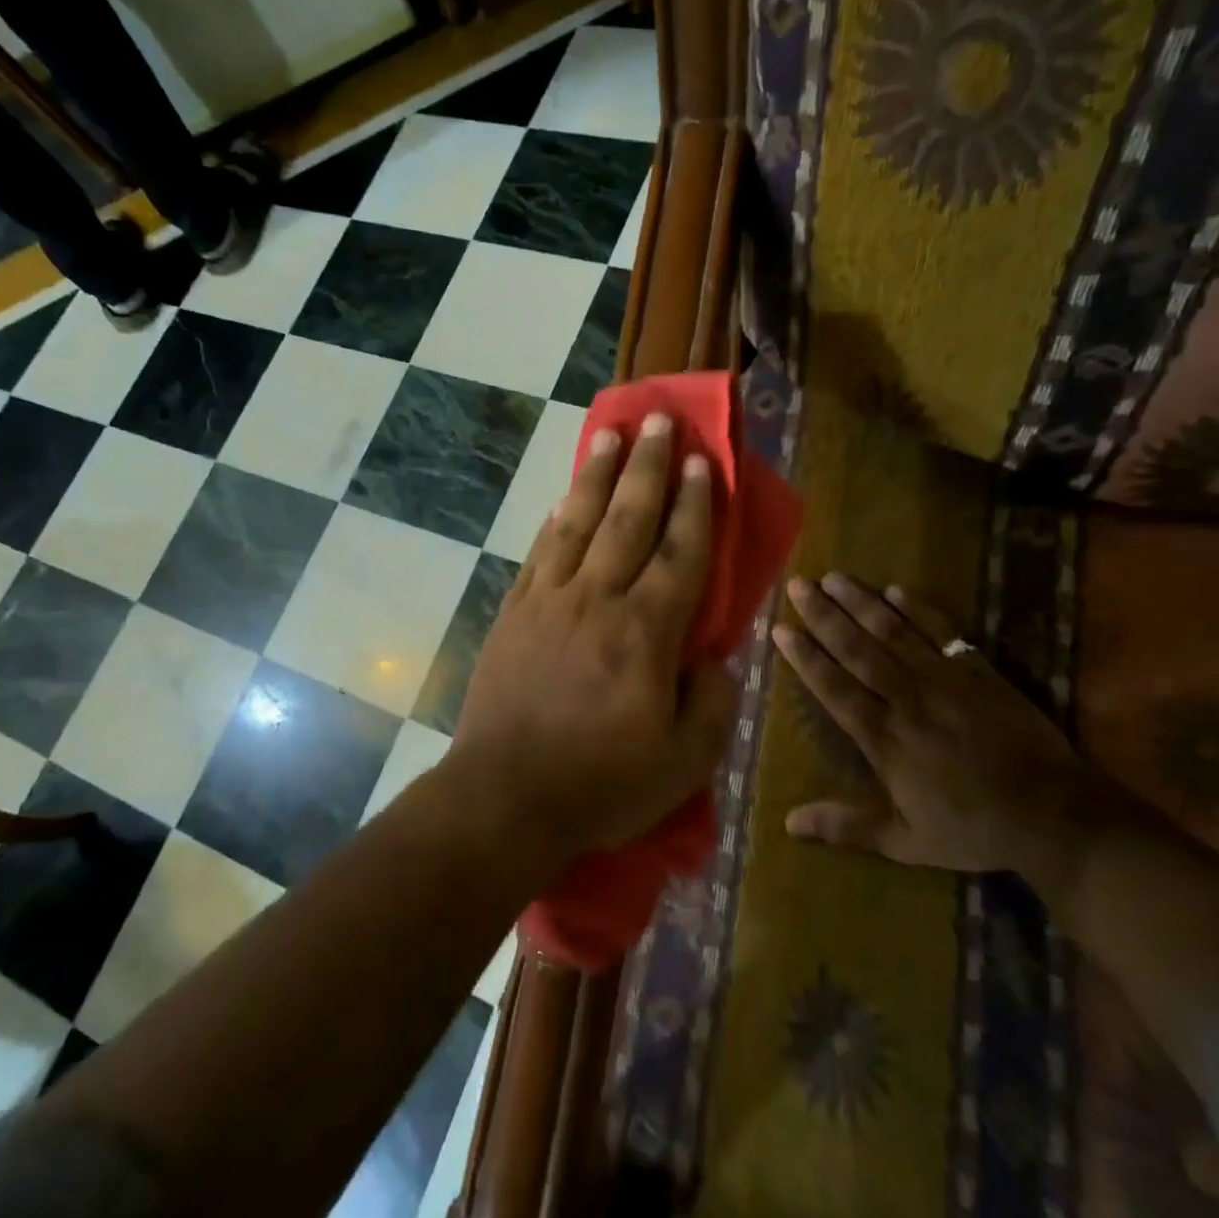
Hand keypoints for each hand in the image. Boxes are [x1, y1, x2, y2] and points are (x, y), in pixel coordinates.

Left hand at [446, 413, 735, 864]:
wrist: (505, 797)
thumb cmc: (602, 784)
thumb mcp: (683, 761)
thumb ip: (711, 702)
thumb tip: (712, 659)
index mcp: (645, 633)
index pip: (679, 553)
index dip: (695, 505)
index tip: (702, 461)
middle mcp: (597, 600)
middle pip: (628, 520)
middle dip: (648, 467)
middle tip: (658, 420)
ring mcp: (548, 602)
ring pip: (579, 524)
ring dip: (596, 477)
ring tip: (609, 435)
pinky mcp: (513, 614)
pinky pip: (540, 554)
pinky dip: (555, 522)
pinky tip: (563, 501)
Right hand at [775, 574, 1108, 888]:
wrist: (1054, 816)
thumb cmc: (973, 829)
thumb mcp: (906, 841)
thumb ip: (846, 827)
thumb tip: (788, 824)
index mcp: (885, 739)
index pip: (834, 688)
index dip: (805, 658)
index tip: (781, 629)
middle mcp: (907, 701)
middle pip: (857, 650)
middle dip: (824, 616)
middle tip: (798, 586)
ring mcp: (945, 682)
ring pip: (894, 634)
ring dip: (862, 603)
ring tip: (834, 577)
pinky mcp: (979, 672)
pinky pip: (944, 633)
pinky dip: (921, 610)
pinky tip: (896, 590)